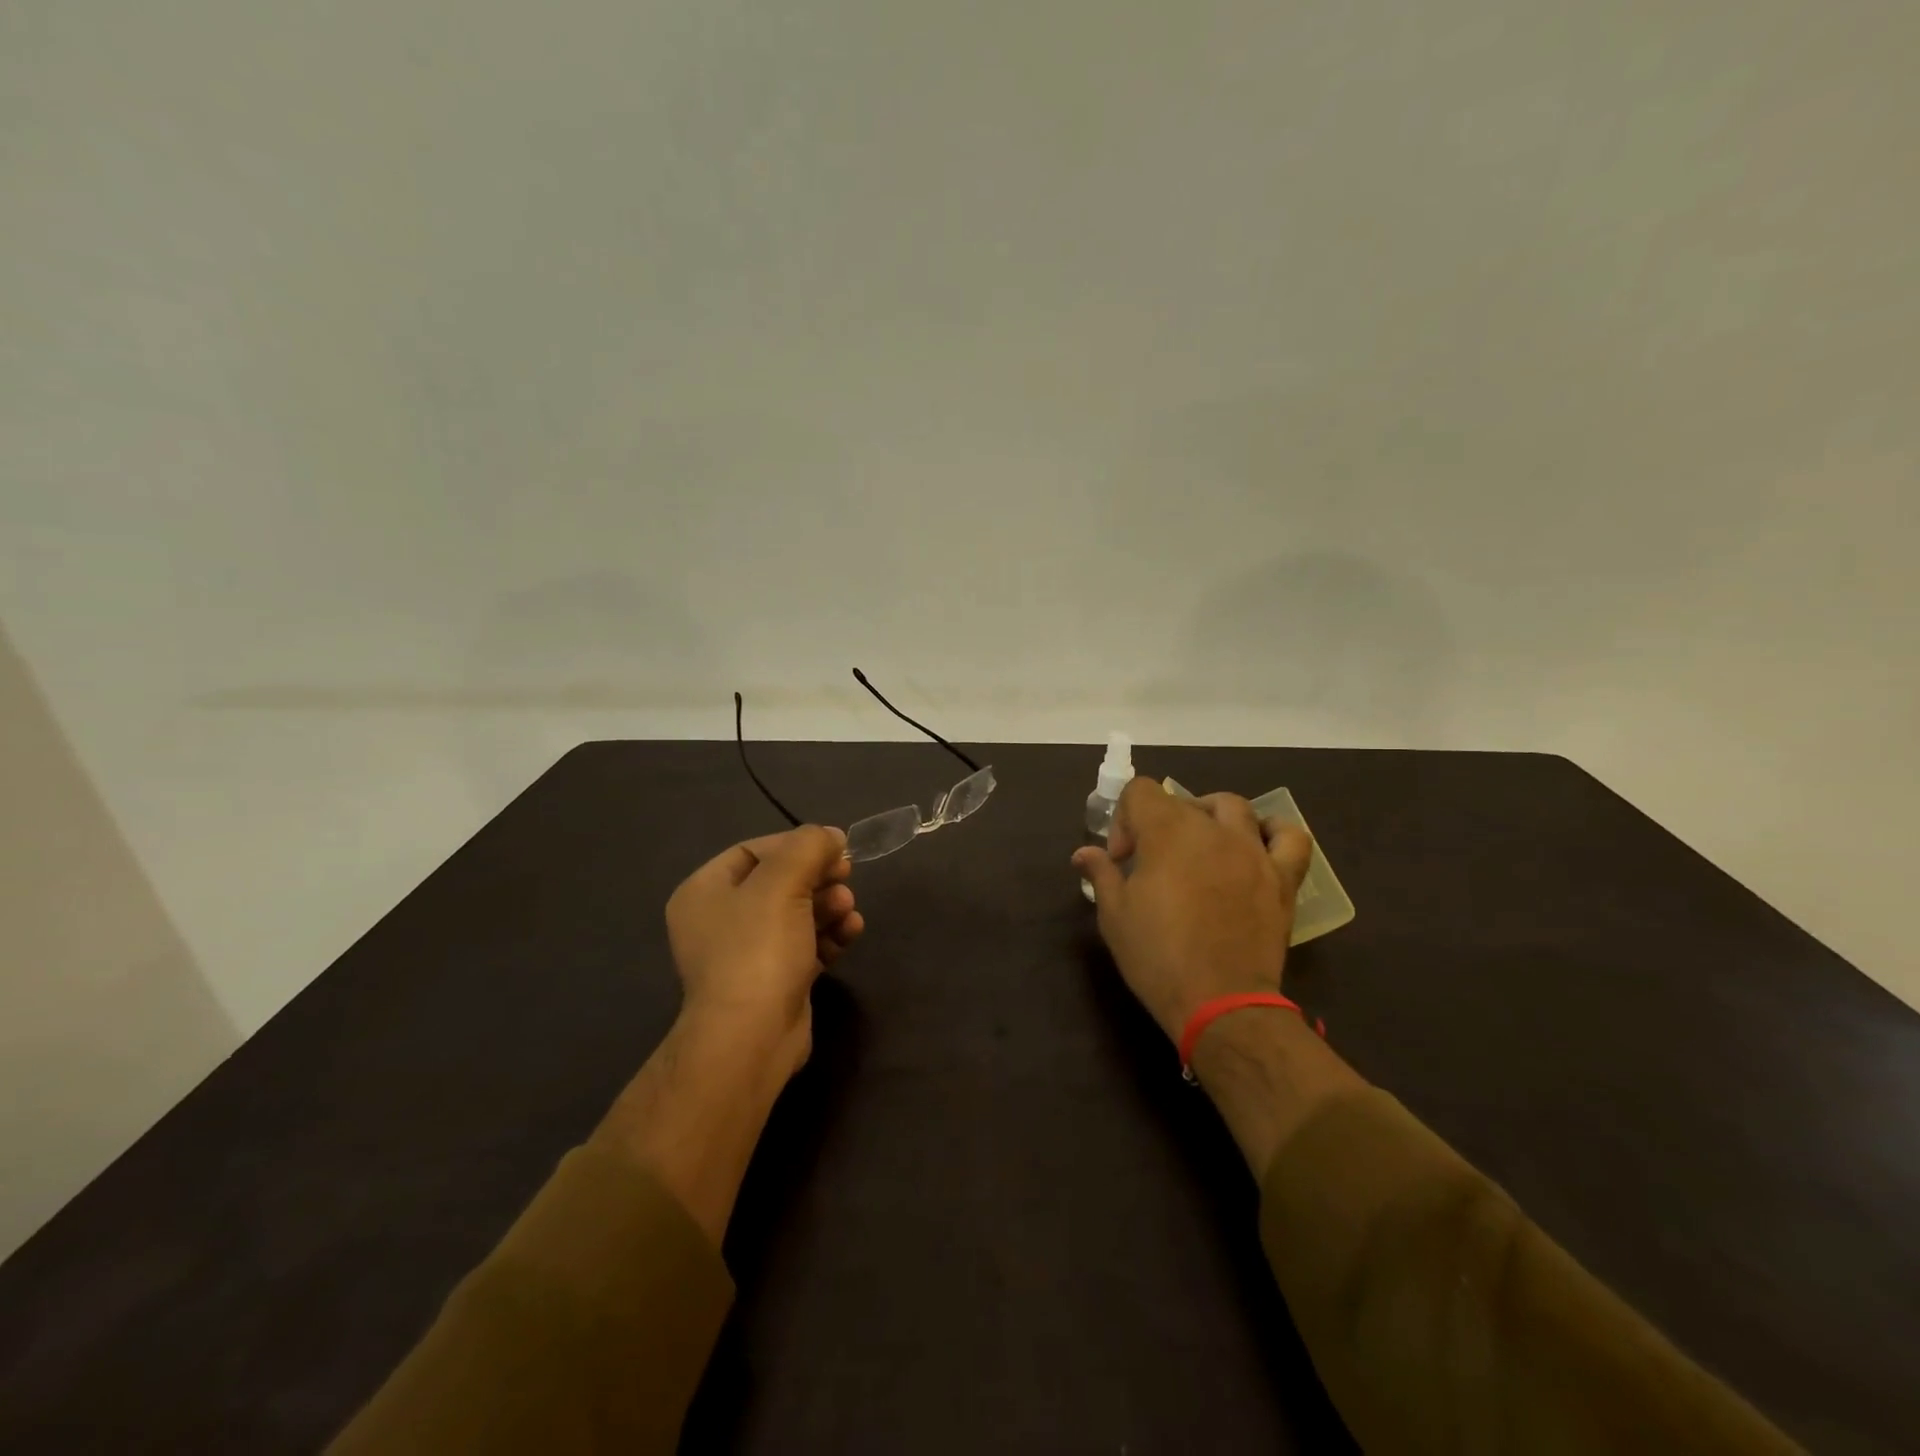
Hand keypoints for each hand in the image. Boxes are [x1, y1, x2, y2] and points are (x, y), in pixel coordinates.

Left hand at [665, 824, 864, 1083]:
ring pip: (797, 913)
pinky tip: (851, 933)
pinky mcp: (775, 980)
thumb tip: (831, 836)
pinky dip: (829, 935)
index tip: (835, 847)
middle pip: (780, 881)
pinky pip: (806, 944)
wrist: (751, 1038)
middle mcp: (720, 920)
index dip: (796, 845)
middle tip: (847, 876)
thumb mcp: (782, 883)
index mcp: (705, 891)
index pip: (754, 850)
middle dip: (818, 878)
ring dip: (829, 906)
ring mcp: (747, 953)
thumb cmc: (757, 950)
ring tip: (849, 911)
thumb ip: (808, 847)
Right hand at [1072, 779, 1313, 1041]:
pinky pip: (1290, 838)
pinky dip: (1273, 832)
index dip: (1124, 819)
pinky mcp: (1282, 878)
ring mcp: (1252, 851)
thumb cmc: (1157, 956)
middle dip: (1158, 826)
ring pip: (1233, 807)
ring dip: (1210, 817)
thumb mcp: (1114, 915)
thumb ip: (1101, 874)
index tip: (1122, 859)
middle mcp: (1211, 829)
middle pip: (1182, 802)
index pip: (1139, 791)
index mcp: (1166, 832)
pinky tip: (1257, 846)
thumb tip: (1083, 854)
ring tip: (1200, 845)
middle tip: (1150, 867)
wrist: (1220, 1003)